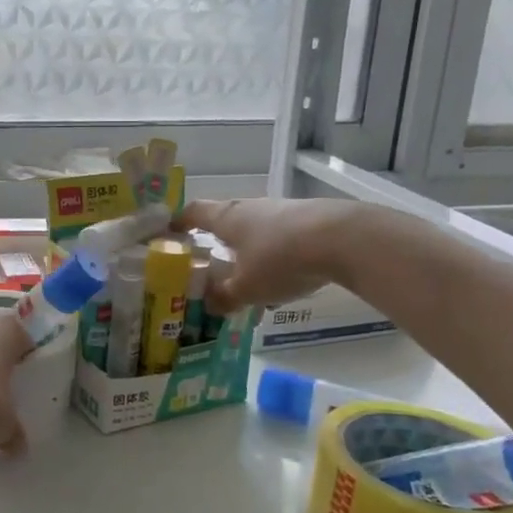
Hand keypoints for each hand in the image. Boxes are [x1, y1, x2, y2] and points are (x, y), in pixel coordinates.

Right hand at [178, 198, 361, 314]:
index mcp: (226, 218)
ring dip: (246, 252)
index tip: (168, 234)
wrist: (345, 239)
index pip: (193, 212)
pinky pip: (279, 239)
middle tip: (208, 265)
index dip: (178, 222)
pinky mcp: (307, 220)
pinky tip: (282, 281)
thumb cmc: (281, 259)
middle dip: (215, 242)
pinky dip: (273, 257)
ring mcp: (280, 211)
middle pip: (224, 220)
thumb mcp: (247, 288)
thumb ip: (224, 297)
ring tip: (247, 281)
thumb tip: (209, 305)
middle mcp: (249, 208)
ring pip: (253, 232)